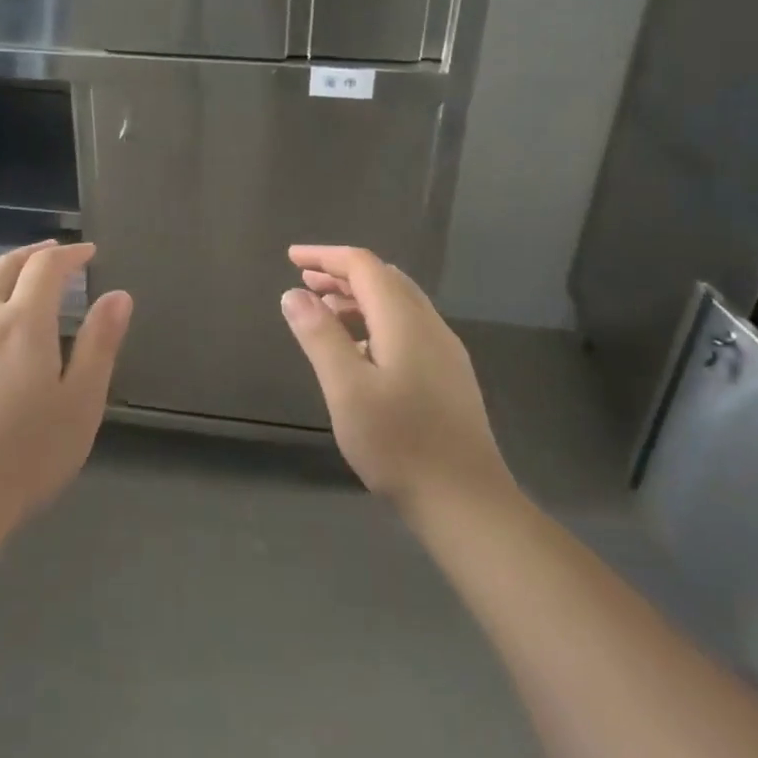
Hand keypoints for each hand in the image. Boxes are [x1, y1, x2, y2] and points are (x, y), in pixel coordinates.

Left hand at [0, 241, 131, 535]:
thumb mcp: (80, 402)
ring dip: (4, 287)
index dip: (69, 255)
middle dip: (32, 255)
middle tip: (54, 254)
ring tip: (25, 300)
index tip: (88, 253)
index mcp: (23, 323)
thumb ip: (99, 344)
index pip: (46, 267)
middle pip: (3, 269)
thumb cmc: (26, 454)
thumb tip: (118, 295)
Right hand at [280, 246, 516, 521]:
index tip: (291, 258)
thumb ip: (319, 336)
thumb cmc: (399, 443)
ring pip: (398, 304)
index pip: (363, 266)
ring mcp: (444, 351)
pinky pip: (407, 327)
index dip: (325, 257)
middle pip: (383, 279)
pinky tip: (359, 351)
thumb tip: (294, 293)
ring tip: (323, 314)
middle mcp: (429, 325)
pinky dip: (375, 321)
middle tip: (304, 284)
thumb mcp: (346, 388)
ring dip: (358, 298)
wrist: (466, 501)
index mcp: (404, 320)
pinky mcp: (449, 376)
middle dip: (342, 274)